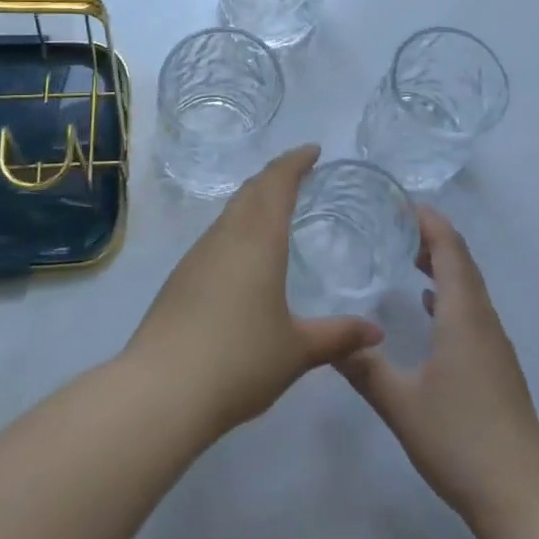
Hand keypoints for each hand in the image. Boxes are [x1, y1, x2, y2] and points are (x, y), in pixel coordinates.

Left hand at [126, 145, 383, 436]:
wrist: (162, 389)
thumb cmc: (239, 360)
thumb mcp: (296, 350)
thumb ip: (338, 337)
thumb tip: (376, 332)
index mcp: (258, 240)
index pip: (277, 183)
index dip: (295, 161)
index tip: (313, 150)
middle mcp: (226, 236)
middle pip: (251, 190)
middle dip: (275, 175)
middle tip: (298, 172)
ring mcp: (198, 255)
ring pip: (230, 212)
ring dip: (254, 200)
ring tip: (275, 208)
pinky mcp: (180, 277)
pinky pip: (216, 235)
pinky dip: (237, 226)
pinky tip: (243, 254)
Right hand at [339, 206, 538, 527]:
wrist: (522, 497)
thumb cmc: (460, 441)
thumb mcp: (400, 404)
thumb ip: (363, 368)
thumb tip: (328, 341)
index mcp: (463, 316)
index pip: (450, 249)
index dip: (429, 221)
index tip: (399, 203)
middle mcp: (483, 320)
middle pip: (462, 261)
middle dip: (431, 236)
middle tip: (392, 224)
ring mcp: (494, 344)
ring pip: (468, 286)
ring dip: (441, 264)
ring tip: (405, 255)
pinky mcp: (497, 365)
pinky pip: (471, 310)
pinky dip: (448, 293)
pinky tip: (426, 307)